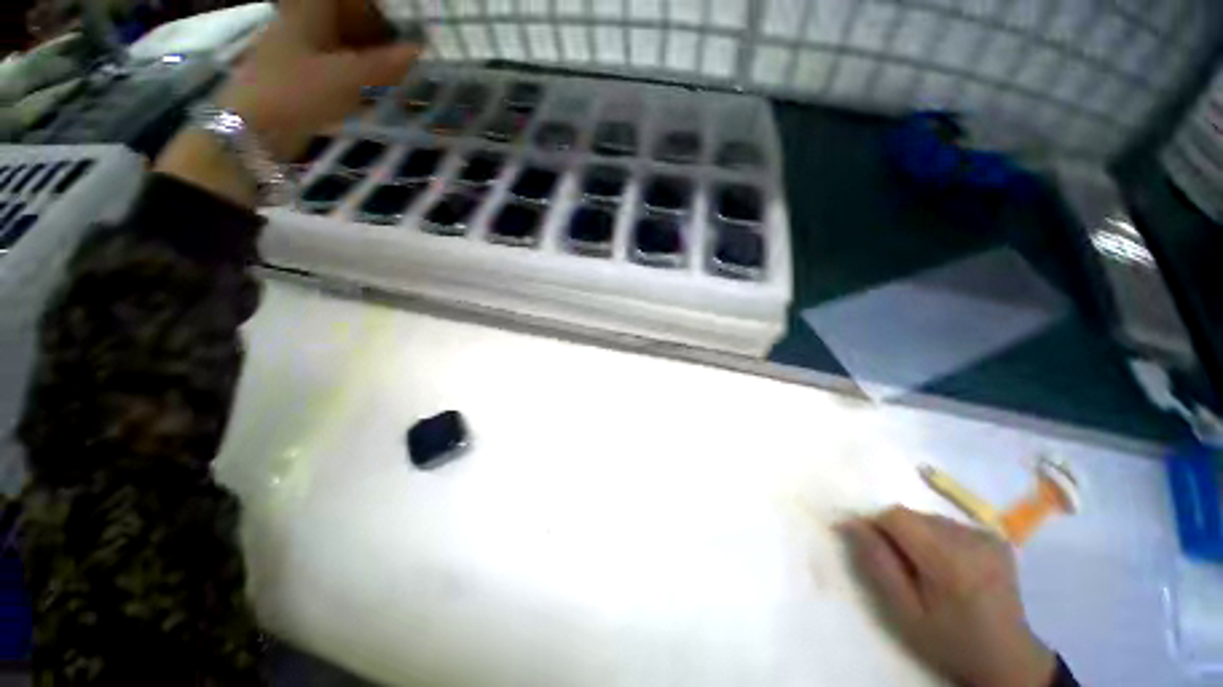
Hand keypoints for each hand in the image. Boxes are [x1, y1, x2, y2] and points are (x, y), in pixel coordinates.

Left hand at [157, 0, 421, 205]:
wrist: (252, 130)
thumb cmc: (298, 93)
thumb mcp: (347, 77)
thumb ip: (384, 64)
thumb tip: (419, 50)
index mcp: (307, 12)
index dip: (369, 9)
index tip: (395, 32)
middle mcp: (297, 24)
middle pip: (337, 17)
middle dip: (368, 32)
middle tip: (396, 56)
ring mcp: (291, 51)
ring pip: (332, 41)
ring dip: (360, 54)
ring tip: (386, 76)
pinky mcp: (290, 77)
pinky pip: (325, 63)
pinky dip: (346, 72)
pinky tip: (363, 91)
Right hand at [840, 507, 1055, 686]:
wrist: (1006, 658)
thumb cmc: (948, 640)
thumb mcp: (904, 612)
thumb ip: (877, 563)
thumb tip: (849, 522)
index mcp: (949, 558)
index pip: (896, 516)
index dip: (875, 525)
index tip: (870, 547)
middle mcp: (970, 538)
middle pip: (913, 515)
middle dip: (896, 533)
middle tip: (900, 567)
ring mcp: (986, 535)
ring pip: (929, 518)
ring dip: (916, 535)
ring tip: (924, 569)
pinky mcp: (994, 536)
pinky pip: (947, 524)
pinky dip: (936, 537)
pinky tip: (946, 564)